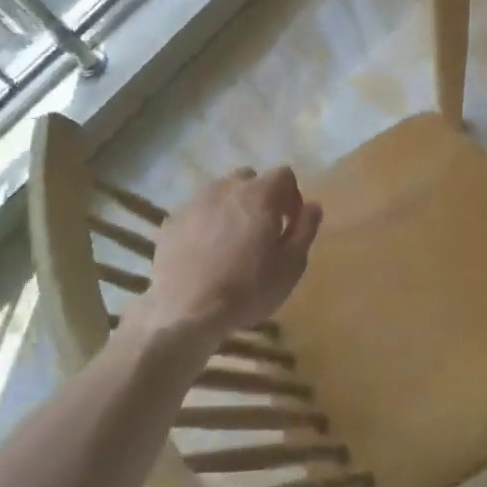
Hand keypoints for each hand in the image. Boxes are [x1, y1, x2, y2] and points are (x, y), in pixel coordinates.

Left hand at [133, 167, 321, 353]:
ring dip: (230, 209)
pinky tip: (205, 253)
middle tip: (261, 232)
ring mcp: (196, 202)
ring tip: (230, 243)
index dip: (291, 196)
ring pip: (220, 193)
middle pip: (249, 179)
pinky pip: (196, 213)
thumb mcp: (292, 264)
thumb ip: (306, 229)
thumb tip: (313, 206)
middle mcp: (227, 187)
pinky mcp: (172, 221)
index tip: (289, 224)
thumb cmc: (249, 287)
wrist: (187, 311)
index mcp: (260, 193)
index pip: (284, 175)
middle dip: (259, 198)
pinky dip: (205, 224)